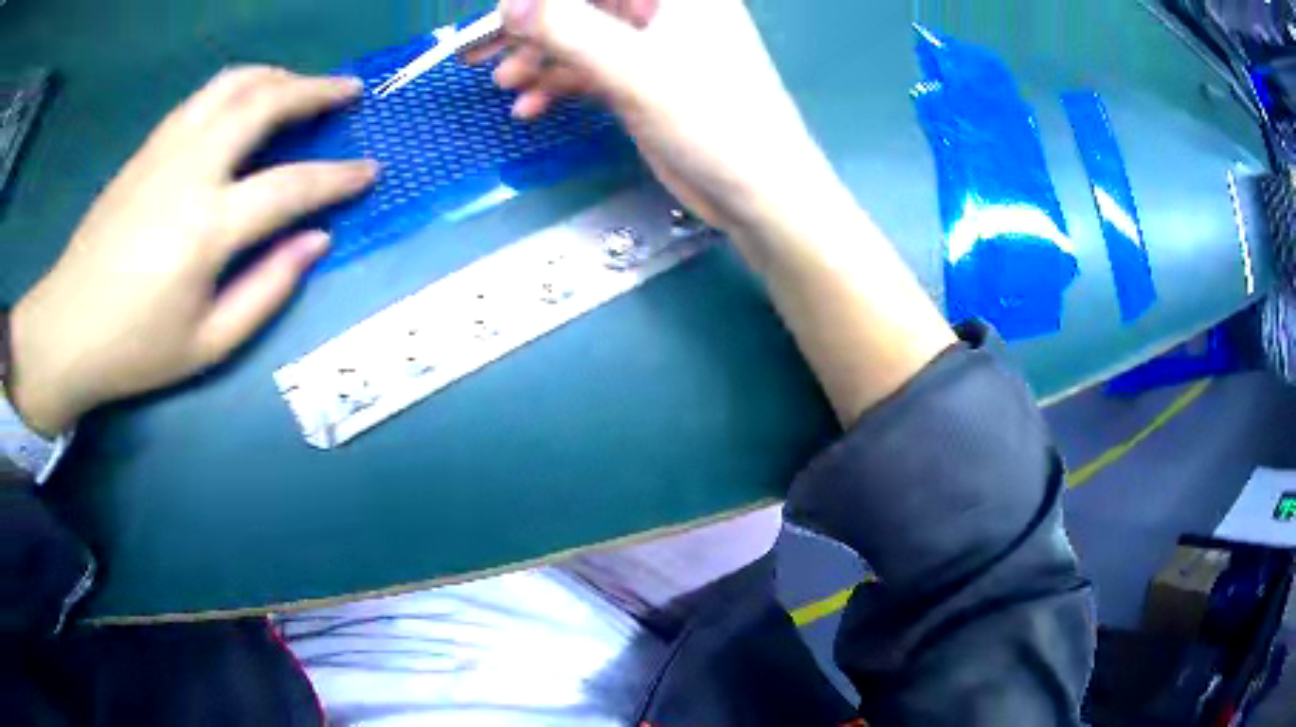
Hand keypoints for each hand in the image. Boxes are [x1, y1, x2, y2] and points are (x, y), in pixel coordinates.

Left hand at [9, 67, 377, 435]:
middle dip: (315, 90)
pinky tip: (245, 100)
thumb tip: (317, 241)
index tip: (369, 169)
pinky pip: (202, 98)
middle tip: (348, 90)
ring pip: (232, 85)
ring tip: (300, 84)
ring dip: (277, 76)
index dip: (337, 177)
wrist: (65, 328)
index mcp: (207, 228)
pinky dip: (237, 87)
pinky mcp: (147, 148)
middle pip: (264, 103)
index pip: (290, 186)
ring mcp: (165, 151)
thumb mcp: (207, 345)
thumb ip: (267, 291)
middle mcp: (190, 171)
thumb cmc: (134, 348)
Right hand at [472, 0, 843, 240]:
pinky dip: (558, 83)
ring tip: (503, 82)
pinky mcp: (642, 80)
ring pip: (579, 35)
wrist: (757, 191)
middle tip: (477, 49)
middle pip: (581, 3)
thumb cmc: (713, 119)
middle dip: (530, 24)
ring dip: (538, 56)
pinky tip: (530, 106)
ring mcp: (651, 45)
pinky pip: (588, 69)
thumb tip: (510, 3)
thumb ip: (567, 29)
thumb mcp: (635, 69)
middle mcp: (661, 8)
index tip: (502, 14)